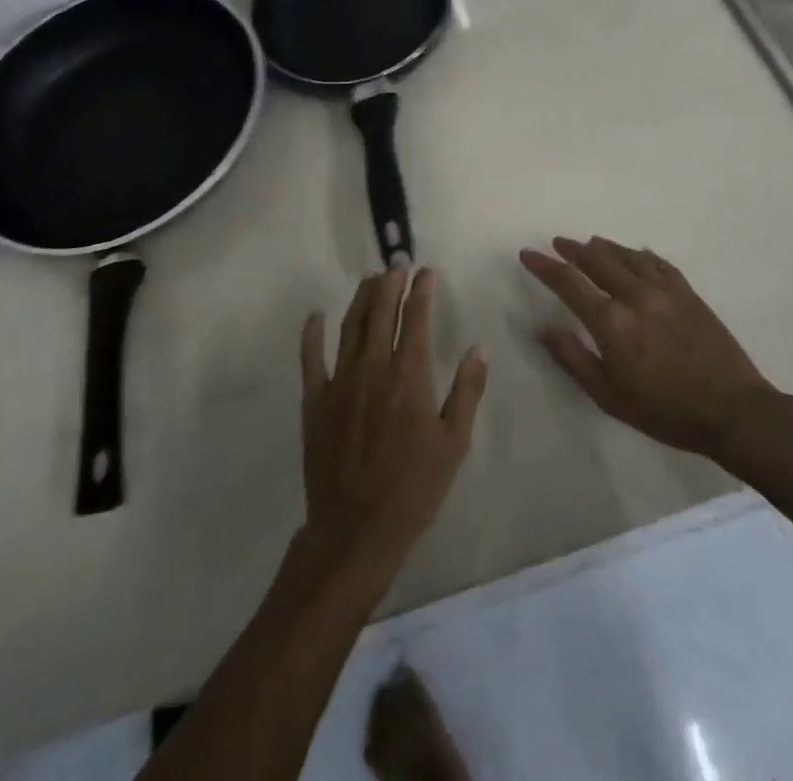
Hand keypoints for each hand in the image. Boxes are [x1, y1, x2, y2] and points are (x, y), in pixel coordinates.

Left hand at [299, 268, 487, 594]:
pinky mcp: (315, 399)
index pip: (417, 318)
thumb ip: (468, 390)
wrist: (356, 529)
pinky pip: (311, 358)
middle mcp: (373, 366)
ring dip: (361, 298)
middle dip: (391, 282)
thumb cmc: (414, 487)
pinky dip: (311, 333)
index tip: (427, 272)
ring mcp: (340, 380)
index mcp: (410, 374)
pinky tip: (315, 316)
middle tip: (398, 263)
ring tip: (371, 279)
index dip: (422, 290)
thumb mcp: (455, 442)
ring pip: (350, 325)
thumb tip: (481, 347)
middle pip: (381, 311)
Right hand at [522, 236, 783, 462]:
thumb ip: (574, 359)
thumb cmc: (665, 411)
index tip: (528, 254)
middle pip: (597, 260)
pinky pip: (659, 263)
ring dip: (604, 247)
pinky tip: (636, 254)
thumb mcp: (610, 396)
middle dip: (572, 250)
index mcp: (611, 322)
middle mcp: (635, 296)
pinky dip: (640, 255)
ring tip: (590, 243)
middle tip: (558, 243)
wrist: (733, 411)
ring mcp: (665, 291)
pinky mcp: (688, 293)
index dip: (545, 266)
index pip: (569, 282)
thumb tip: (544, 328)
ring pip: (627, 256)